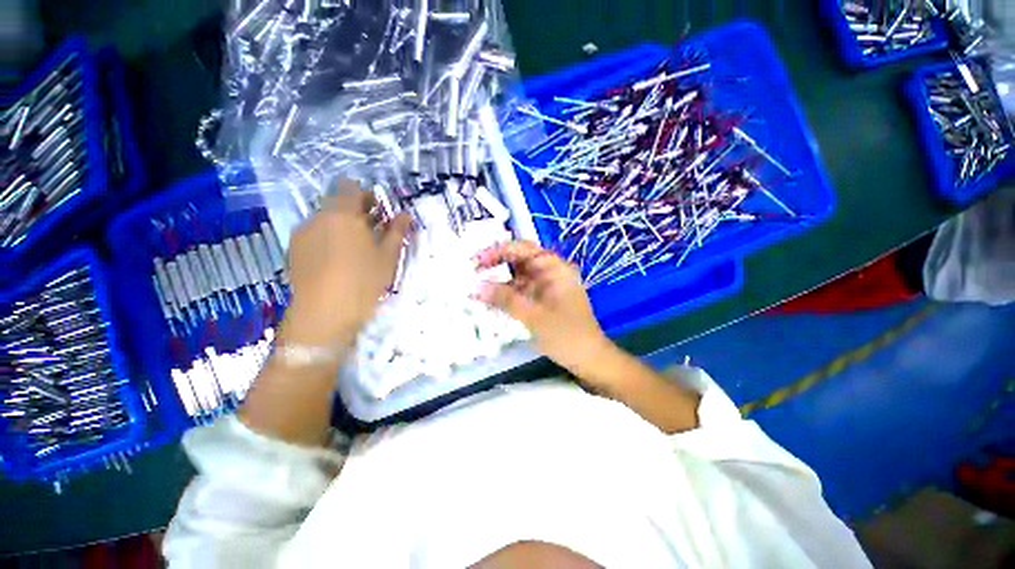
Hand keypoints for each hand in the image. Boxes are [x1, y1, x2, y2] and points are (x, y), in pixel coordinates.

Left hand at [280, 180, 411, 348]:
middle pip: (337, 203)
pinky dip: (328, 237)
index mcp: (343, 215)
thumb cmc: (363, 281)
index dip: (365, 195)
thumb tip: (405, 214)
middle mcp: (319, 217)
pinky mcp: (294, 249)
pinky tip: (338, 258)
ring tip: (356, 247)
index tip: (378, 210)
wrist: (324, 313)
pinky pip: (315, 233)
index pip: (350, 187)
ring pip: (325, 219)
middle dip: (356, 212)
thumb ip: (396, 231)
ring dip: (342, 225)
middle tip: (373, 230)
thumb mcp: (387, 257)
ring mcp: (303, 233)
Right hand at [475, 241, 613, 377]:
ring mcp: (547, 286)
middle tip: (471, 271)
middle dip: (495, 264)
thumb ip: (504, 299)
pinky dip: (506, 294)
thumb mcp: (534, 316)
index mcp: (555, 268)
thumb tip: (475, 287)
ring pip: (518, 276)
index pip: (523, 249)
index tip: (476, 260)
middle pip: (519, 260)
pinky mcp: (543, 299)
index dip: (498, 251)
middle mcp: (551, 272)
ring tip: (476, 285)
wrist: (589, 359)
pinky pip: (521, 290)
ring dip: (499, 280)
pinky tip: (490, 299)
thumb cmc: (566, 335)